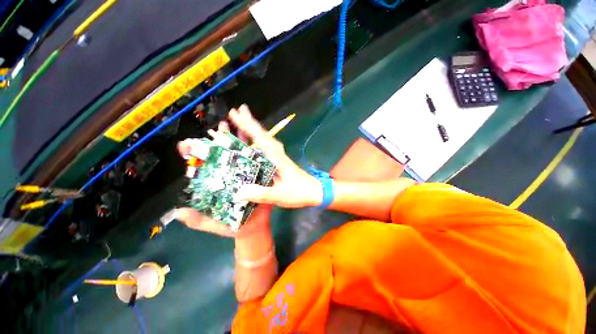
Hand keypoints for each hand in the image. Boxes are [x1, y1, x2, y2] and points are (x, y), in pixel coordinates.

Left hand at [177, 121, 273, 238]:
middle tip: (219, 127)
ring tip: (236, 126)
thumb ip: (198, 220)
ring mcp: (244, 174)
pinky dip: (254, 150)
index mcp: (215, 184)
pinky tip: (254, 140)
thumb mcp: (213, 224)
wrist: (254, 228)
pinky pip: (256, 161)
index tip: (188, 144)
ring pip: (239, 155)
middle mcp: (229, 175)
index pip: (203, 167)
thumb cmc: (233, 226)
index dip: (194, 155)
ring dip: (237, 140)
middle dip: (219, 140)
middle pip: (222, 156)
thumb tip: (178, 212)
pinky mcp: (257, 176)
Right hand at [227, 105, 322, 207]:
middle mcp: (277, 154)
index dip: (248, 127)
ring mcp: (279, 157)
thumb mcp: (280, 195)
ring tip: (241, 122)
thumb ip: (262, 194)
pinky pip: (266, 147)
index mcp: (277, 159)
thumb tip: (239, 191)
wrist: (315, 192)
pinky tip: (253, 141)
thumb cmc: (299, 192)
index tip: (236, 114)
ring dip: (253, 130)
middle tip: (235, 111)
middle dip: (248, 123)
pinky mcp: (279, 161)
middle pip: (262, 135)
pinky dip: (258, 141)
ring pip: (264, 139)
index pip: (260, 139)